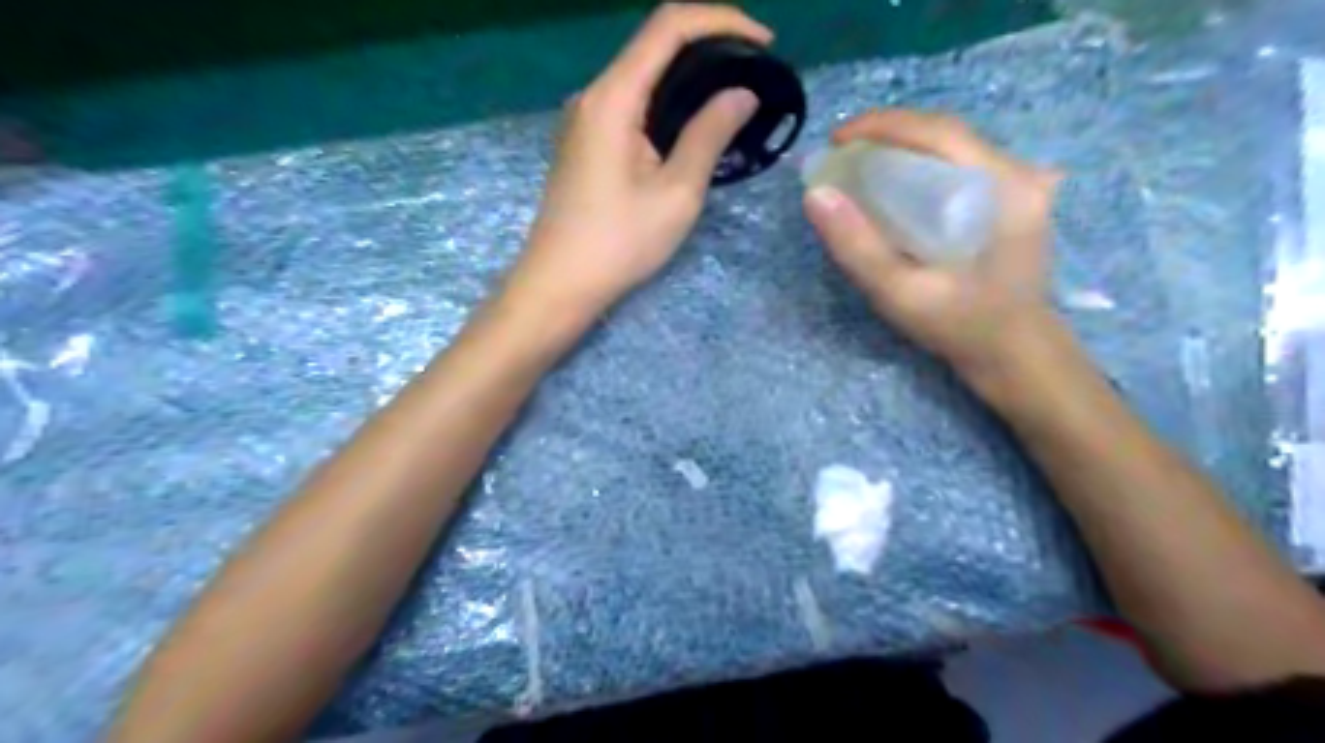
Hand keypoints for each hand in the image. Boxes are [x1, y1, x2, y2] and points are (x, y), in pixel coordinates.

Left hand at [505, 7, 767, 318]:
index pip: (668, 26)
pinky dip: (667, 102)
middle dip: (710, 45)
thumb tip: (741, 93)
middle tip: (755, 72)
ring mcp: (584, 118)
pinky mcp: (585, 141)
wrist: (560, 283)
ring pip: (643, 75)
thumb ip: (709, 134)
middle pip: (654, 44)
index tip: (764, 43)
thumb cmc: (619, 243)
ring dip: (689, 76)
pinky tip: (693, 125)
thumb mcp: (676, 192)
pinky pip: (631, 103)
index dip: (721, 20)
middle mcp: (593, 95)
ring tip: (733, 97)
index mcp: (613, 98)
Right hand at [797, 112, 1062, 382]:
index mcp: (1005, 188)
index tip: (836, 141)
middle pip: (946, 135)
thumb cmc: (960, 326)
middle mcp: (1019, 174)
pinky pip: (957, 168)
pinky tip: (894, 186)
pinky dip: (918, 167)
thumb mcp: (900, 293)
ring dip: (902, 148)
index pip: (940, 132)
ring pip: (951, 148)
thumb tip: (815, 194)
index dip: (883, 125)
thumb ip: (857, 247)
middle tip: (842, 155)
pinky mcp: (1011, 200)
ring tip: (859, 167)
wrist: (1013, 353)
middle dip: (888, 135)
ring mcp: (1020, 186)